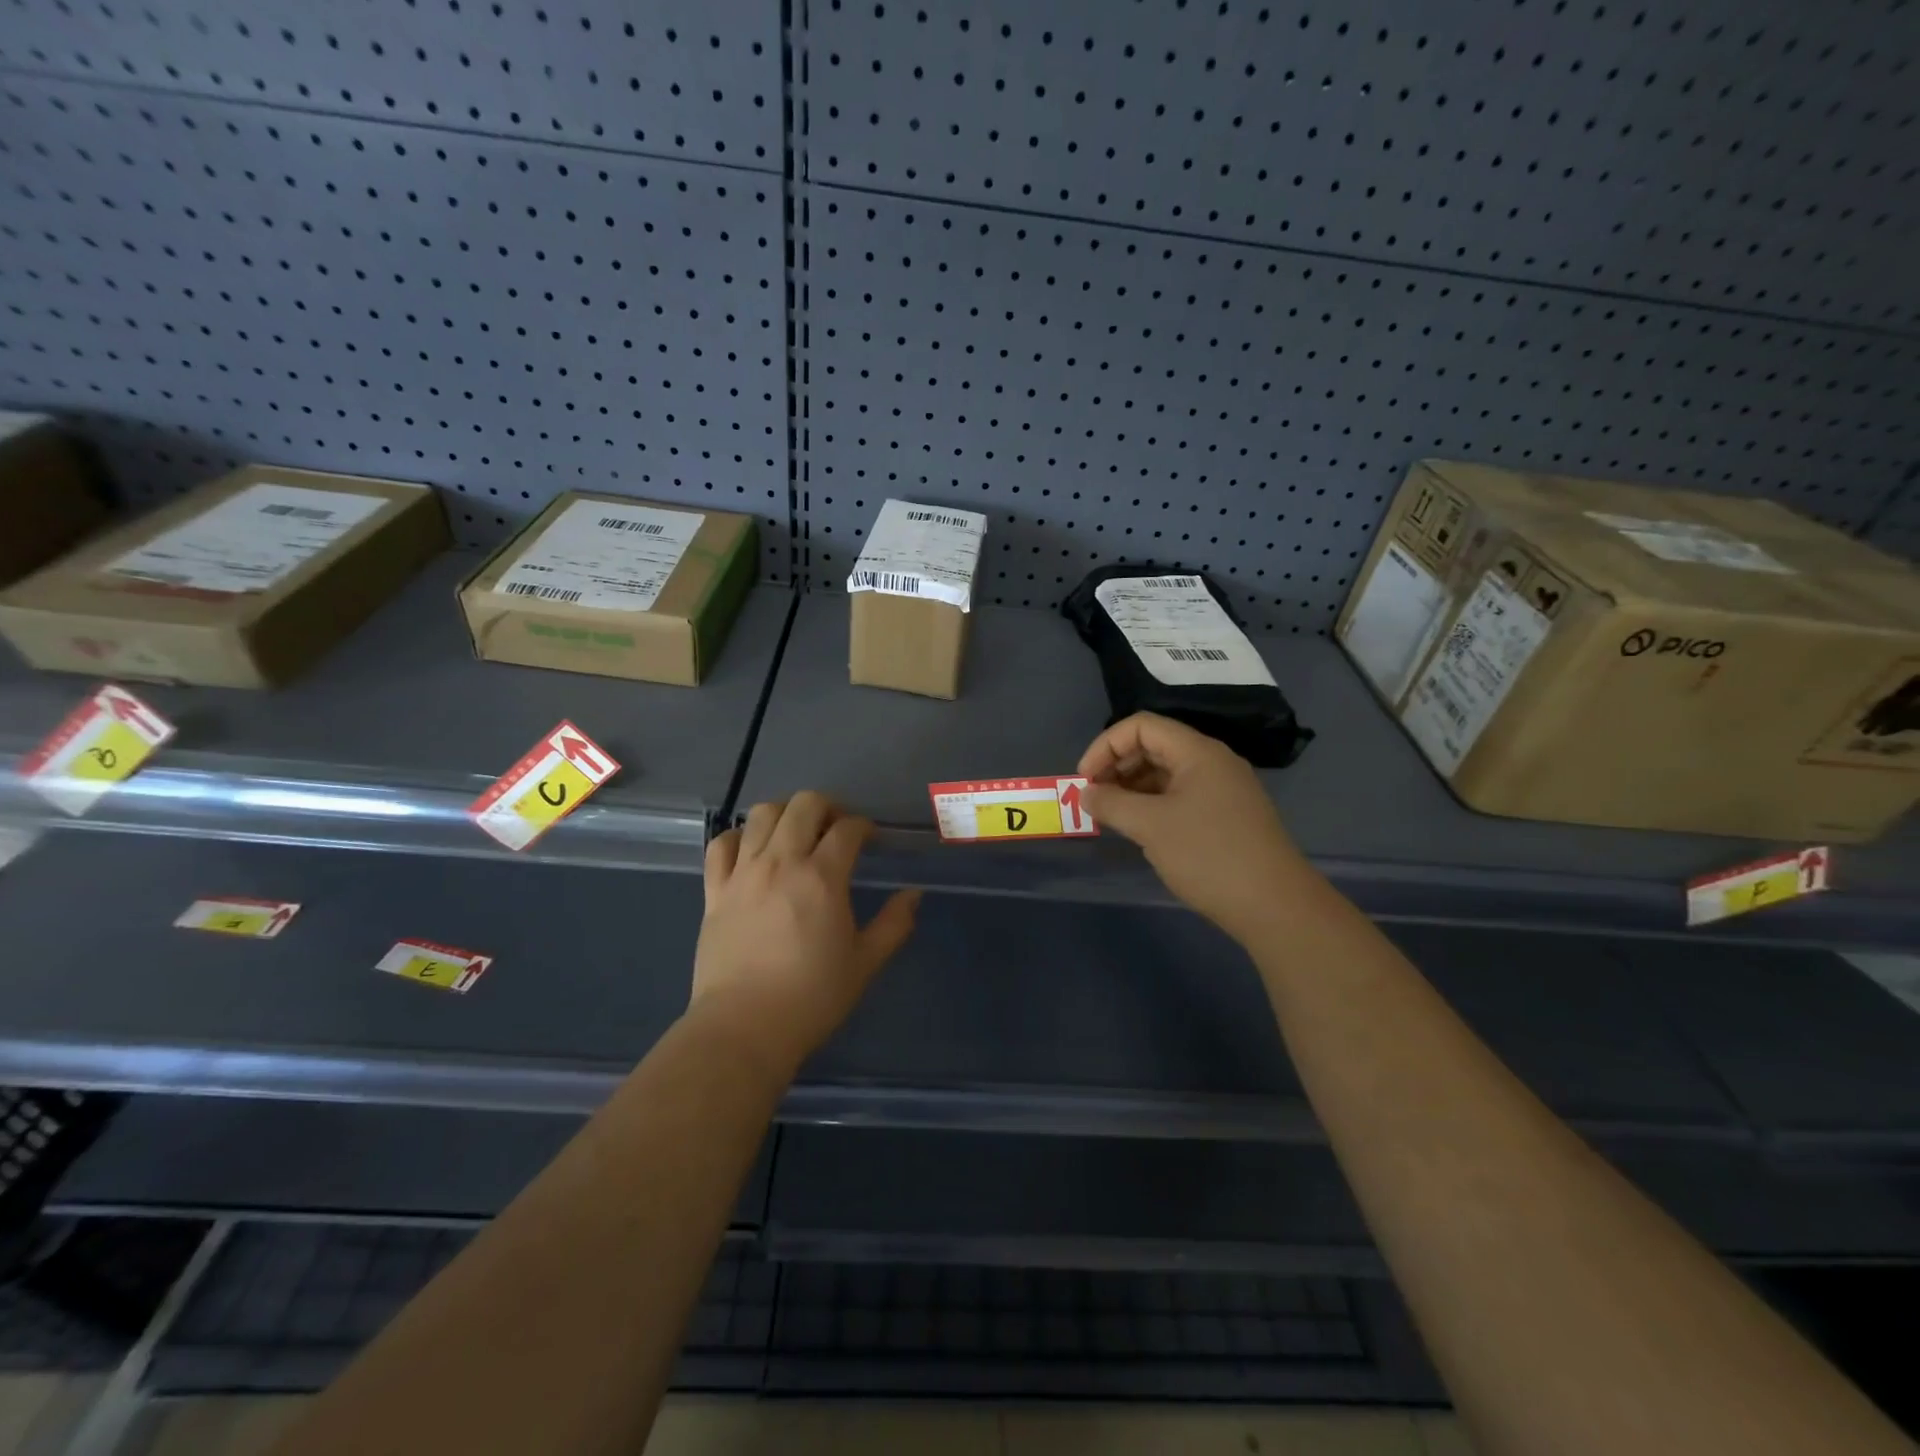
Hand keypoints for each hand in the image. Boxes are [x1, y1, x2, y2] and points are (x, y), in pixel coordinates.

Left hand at [691, 791, 920, 1073]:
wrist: (743, 1028)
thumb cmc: (812, 997)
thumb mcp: (865, 963)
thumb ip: (893, 924)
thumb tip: (913, 894)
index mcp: (822, 877)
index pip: (847, 829)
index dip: (863, 827)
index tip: (870, 840)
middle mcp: (782, 863)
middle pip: (804, 805)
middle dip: (827, 807)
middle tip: (836, 829)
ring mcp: (743, 873)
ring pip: (762, 814)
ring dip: (785, 814)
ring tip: (795, 834)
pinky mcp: (715, 891)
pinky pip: (721, 844)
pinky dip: (739, 837)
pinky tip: (751, 851)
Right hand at [1078, 712, 1308, 942]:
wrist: (1275, 906)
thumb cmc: (1208, 855)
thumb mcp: (1150, 826)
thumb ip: (1111, 803)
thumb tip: (1086, 793)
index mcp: (1198, 752)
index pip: (1141, 726)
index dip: (1105, 746)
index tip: (1084, 780)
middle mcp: (1212, 762)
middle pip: (1153, 746)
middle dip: (1116, 767)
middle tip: (1093, 799)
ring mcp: (1222, 790)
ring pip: (1165, 773)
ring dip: (1132, 788)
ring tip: (1110, 816)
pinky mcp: (1226, 816)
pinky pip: (1179, 796)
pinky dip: (1152, 805)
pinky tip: (1139, 829)